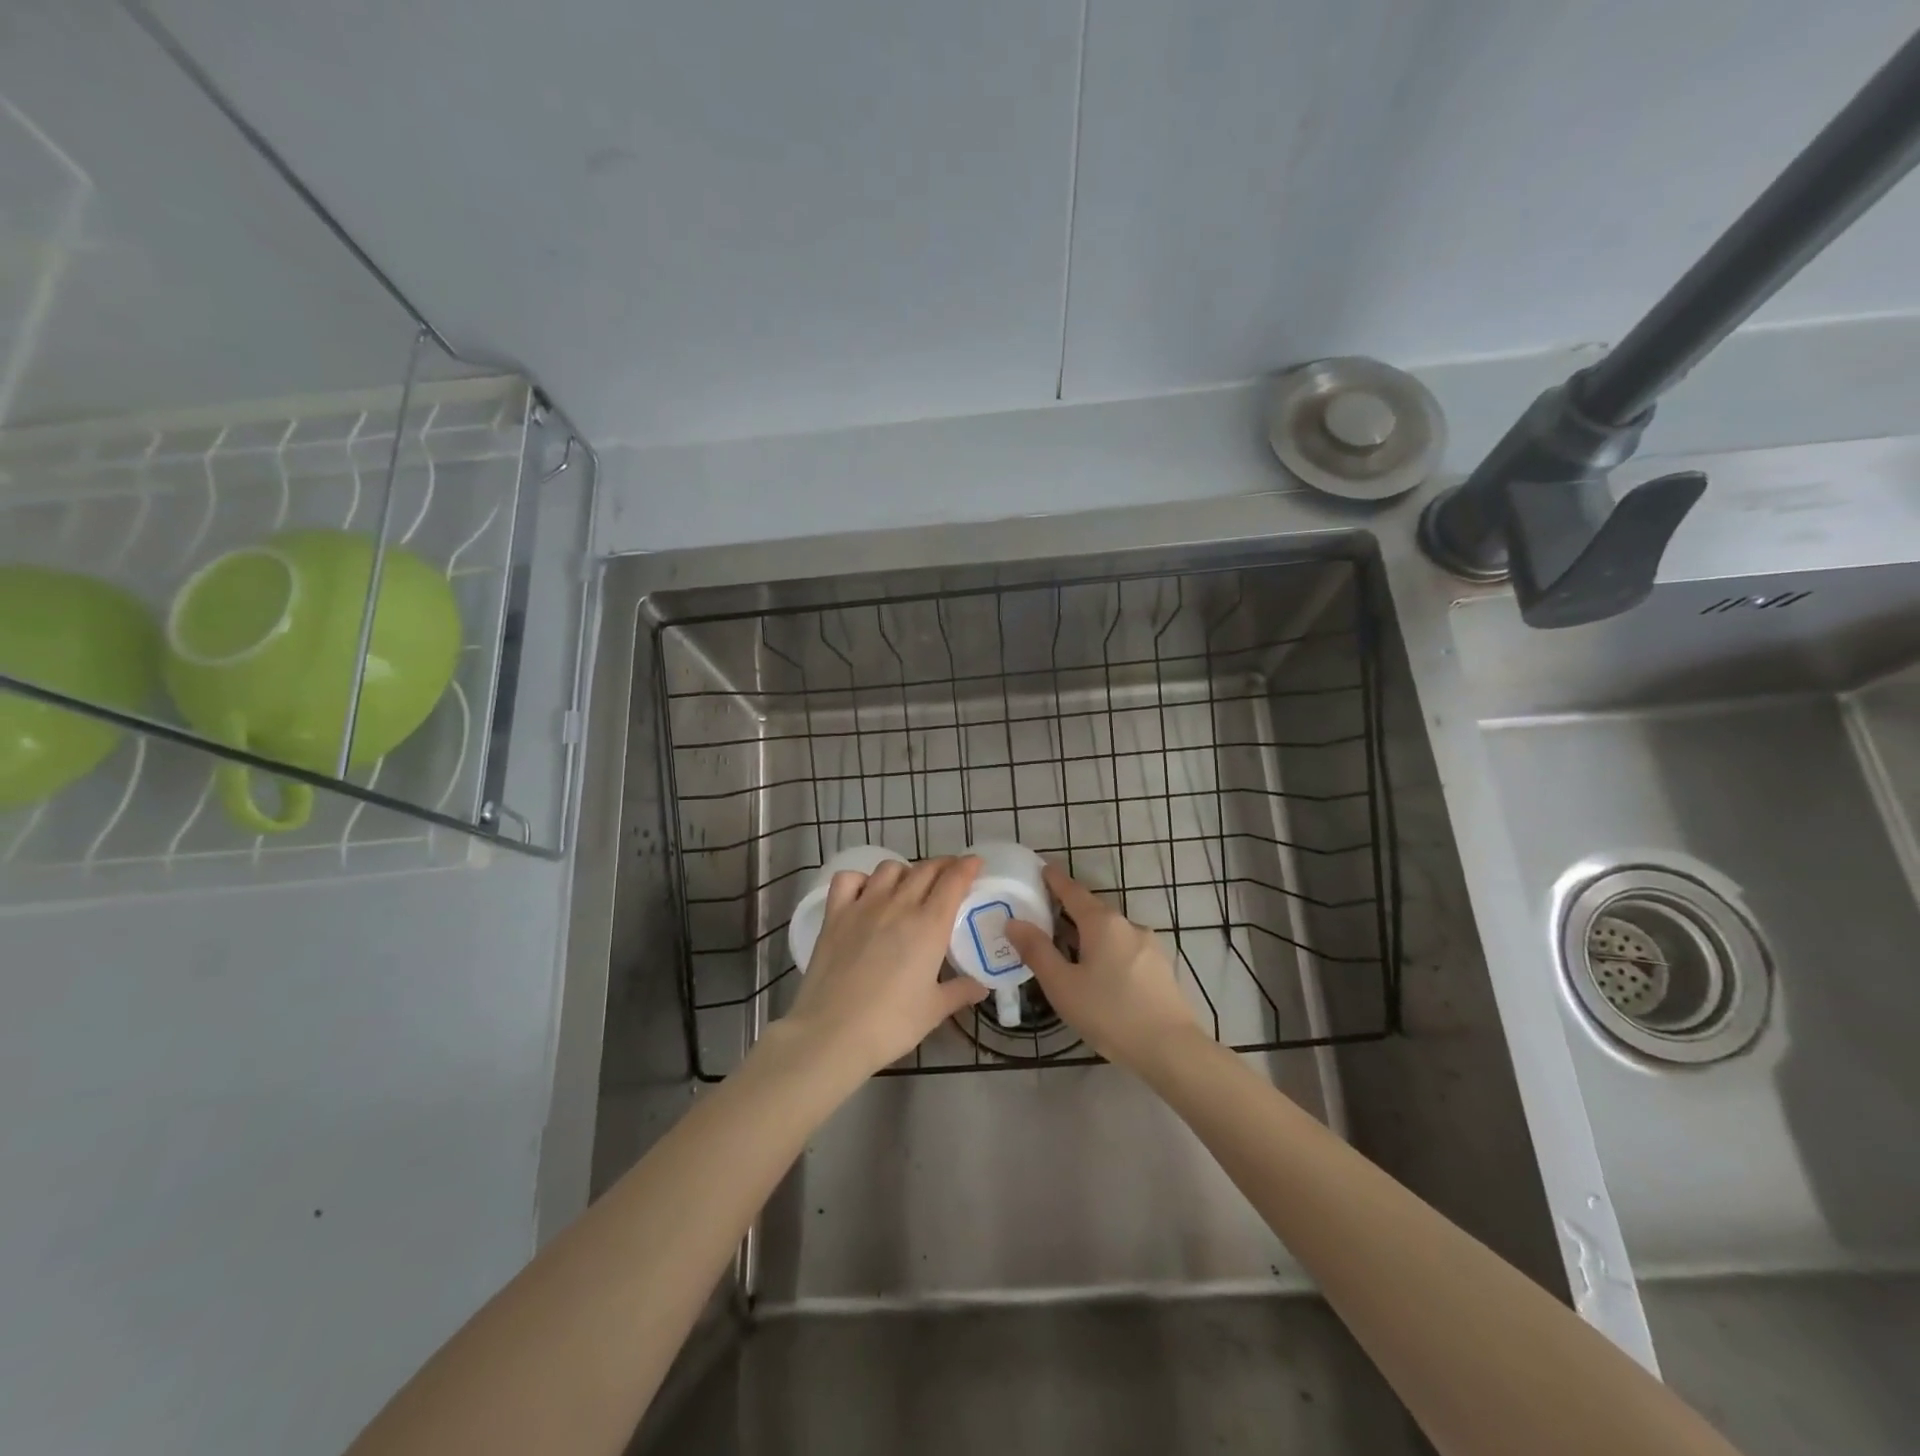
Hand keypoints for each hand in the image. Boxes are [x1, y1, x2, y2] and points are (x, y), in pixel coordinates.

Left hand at [776, 856, 986, 1077]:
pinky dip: (861, 879)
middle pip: (925, 869)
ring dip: (906, 871)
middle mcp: (899, 905)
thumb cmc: (891, 1024)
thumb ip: (960, 992)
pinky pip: (848, 879)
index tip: (976, 864)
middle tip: (951, 875)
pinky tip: (866, 894)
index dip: (968, 866)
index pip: (953, 880)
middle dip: (943, 866)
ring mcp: (864, 906)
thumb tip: (980, 987)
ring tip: (910, 886)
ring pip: (890, 869)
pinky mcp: (835, 914)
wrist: (832, 1033)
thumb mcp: (934, 1010)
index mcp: (930, 925)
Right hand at [1004, 864, 1203, 1070]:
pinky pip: (1125, 949)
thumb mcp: (1062, 985)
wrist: (1172, 1049)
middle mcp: (1128, 925)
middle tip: (1045, 915)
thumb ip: (1036, 951)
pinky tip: (1100, 973)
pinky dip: (1107, 951)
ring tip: (1068, 948)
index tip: (1042, 868)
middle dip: (1070, 910)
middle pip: (1093, 910)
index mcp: (1102, 923)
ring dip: (1089, 934)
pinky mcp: (1161, 968)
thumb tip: (1014, 922)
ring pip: (1111, 932)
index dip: (1055, 880)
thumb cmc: (1110, 1013)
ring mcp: (1149, 946)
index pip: (1073, 891)